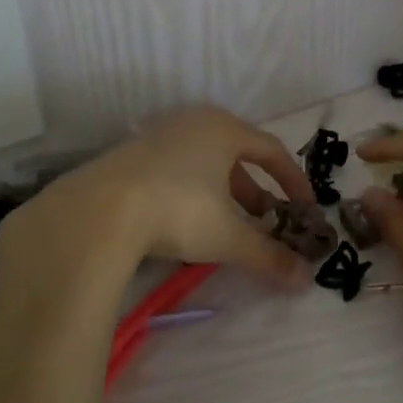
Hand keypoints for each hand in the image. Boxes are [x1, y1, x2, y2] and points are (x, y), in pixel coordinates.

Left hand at [3, 107, 314, 289]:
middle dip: (255, 189)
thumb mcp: (228, 237)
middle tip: (265, 218)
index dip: (293, 180)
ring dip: (223, 190)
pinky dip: (192, 190)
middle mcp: (194, 122)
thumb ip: (269, 255)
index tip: (305, 208)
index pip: (272, 150)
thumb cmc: (178, 211)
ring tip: (227, 223)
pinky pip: (176, 166)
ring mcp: (159, 134)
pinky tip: (184, 220)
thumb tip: (306, 280)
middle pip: (237, 152)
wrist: (96, 211)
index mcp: (225, 130)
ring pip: (204, 160)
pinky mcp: (131, 153)